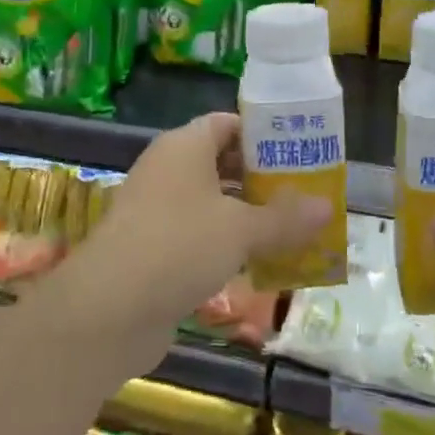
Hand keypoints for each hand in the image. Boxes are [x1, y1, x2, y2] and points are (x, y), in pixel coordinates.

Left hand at [52, 112, 329, 357]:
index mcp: (185, 147)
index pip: (227, 124)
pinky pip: (198, 236)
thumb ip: (285, 218)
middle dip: (262, 179)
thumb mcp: (242, 230)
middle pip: (221, 163)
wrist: (108, 310)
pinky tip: (258, 264)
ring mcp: (156, 210)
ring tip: (291, 230)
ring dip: (247, 216)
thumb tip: (327, 207)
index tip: (298, 152)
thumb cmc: (180, 246)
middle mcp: (167, 170)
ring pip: (211, 203)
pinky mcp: (151, 249)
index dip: (262, 135)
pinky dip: (226, 245)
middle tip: (303, 194)